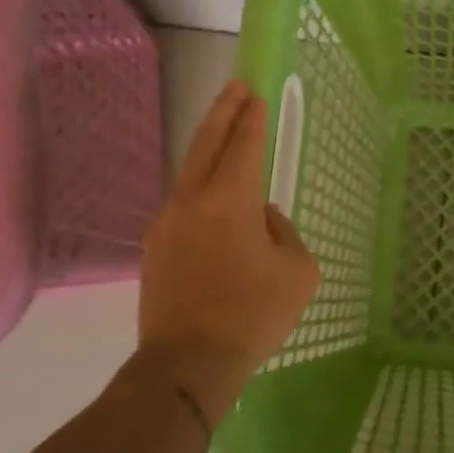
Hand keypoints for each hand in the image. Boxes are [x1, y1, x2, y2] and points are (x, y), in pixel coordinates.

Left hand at [138, 81, 320, 389]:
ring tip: (225, 138)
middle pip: (206, 143)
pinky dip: (201, 189)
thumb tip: (260, 219)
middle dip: (223, 112)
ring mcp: (166, 223)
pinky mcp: (155, 249)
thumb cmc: (253, 315)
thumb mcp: (298, 271)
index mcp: (230, 199)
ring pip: (189, 173)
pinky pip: (183, 206)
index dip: (251, 117)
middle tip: (235, 88)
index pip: (242, 144)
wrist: (188, 364)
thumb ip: (283, 232)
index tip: (255, 94)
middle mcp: (192, 200)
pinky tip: (215, 204)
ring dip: (208, 150)